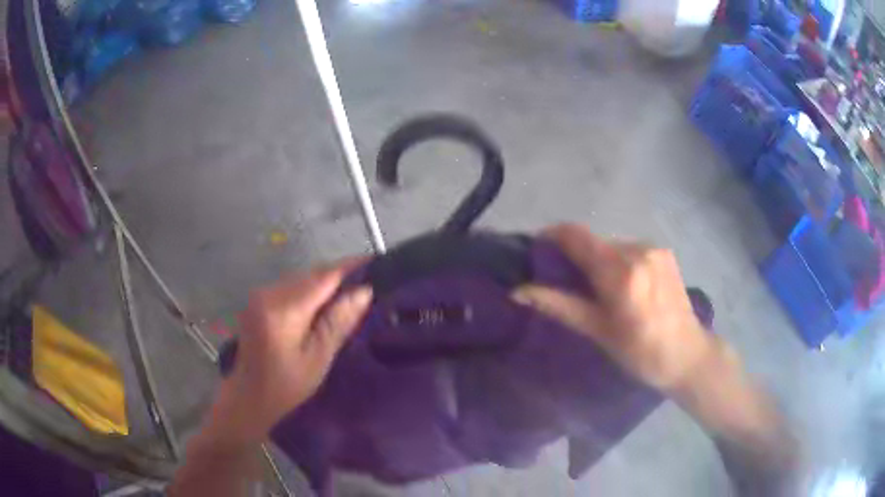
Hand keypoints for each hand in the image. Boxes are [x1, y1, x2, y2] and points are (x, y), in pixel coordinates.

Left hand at [207, 260, 371, 447]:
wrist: (248, 396)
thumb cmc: (286, 387)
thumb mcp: (318, 358)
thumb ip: (338, 321)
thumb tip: (364, 291)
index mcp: (283, 310)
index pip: (323, 278)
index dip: (350, 267)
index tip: (375, 261)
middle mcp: (268, 293)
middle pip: (311, 274)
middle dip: (339, 275)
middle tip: (367, 283)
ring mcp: (260, 295)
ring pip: (301, 278)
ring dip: (324, 282)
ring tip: (350, 293)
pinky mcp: (258, 300)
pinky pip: (290, 287)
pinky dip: (309, 290)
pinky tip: (323, 303)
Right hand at [513, 224, 715, 391]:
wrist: (687, 355)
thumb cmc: (639, 352)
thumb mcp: (597, 331)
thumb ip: (559, 305)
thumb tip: (518, 291)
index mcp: (619, 272)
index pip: (577, 236)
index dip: (552, 235)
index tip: (537, 249)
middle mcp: (637, 250)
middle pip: (594, 242)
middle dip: (576, 255)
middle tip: (568, 282)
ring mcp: (654, 250)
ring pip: (613, 246)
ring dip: (599, 260)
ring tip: (600, 290)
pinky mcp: (665, 253)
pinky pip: (631, 250)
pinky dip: (619, 262)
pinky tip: (625, 287)